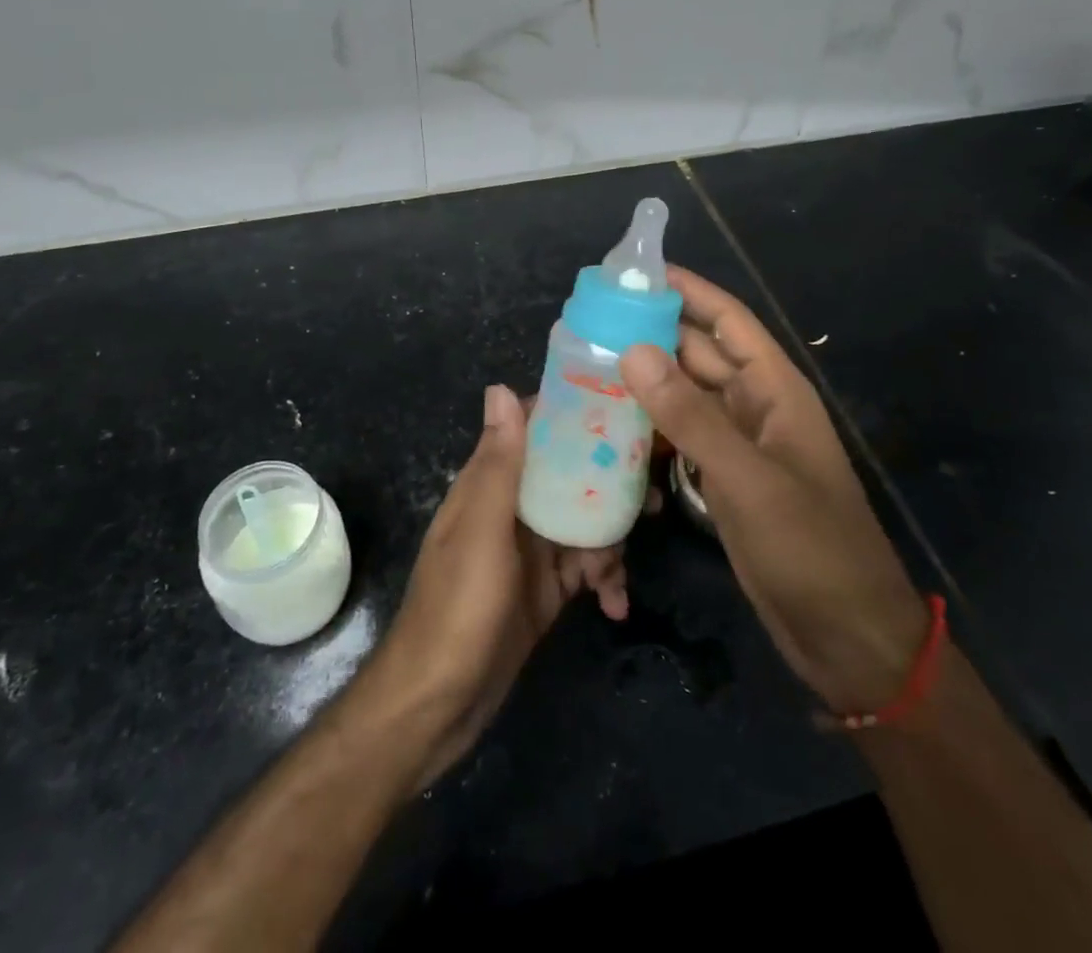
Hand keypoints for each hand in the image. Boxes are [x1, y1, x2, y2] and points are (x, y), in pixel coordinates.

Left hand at [361, 384, 629, 783]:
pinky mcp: (548, 588)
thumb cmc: (458, 608)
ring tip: (619, 571)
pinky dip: (605, 580)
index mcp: (490, 483)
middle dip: (610, 484)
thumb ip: (497, 463)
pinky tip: (615, 605)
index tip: (621, 411)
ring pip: (586, 520)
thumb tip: (500, 387)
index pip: (533, 430)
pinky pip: (587, 567)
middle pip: (570, 474)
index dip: (573, 415)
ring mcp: (532, 549)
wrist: (440, 704)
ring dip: (610, 541)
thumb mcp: (481, 531)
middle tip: (650, 498)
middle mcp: (513, 507)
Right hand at [620, 267, 927, 715]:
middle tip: (590, 319)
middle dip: (652, 332)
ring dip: (645, 380)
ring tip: (586, 363)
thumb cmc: (810, 547)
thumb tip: (632, 350)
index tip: (635, 272)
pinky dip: (651, 426)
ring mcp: (739, 445)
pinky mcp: (724, 479)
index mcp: (775, 389)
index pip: (727, 320)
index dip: (687, 290)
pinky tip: (609, 423)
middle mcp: (756, 406)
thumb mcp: (747, 477)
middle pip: (699, 353)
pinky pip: (682, 436)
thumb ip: (689, 415)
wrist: (846, 637)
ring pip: (685, 395)